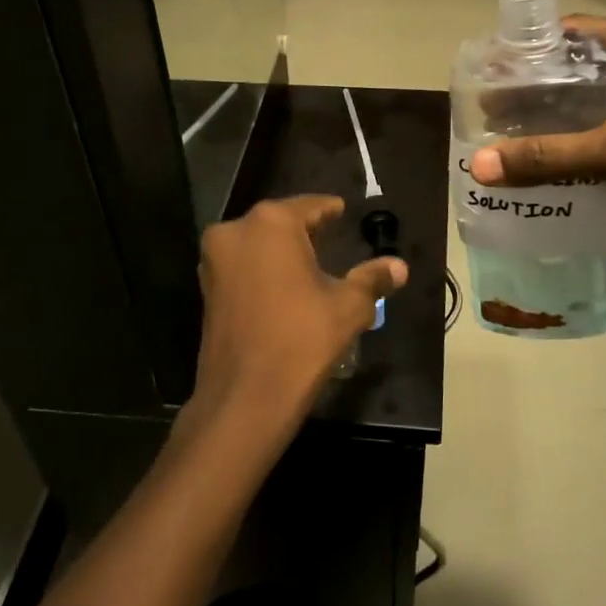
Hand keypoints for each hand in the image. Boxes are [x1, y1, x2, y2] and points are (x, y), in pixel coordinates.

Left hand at [188, 195, 407, 452]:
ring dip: (282, 251)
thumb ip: (372, 279)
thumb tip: (400, 266)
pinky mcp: (206, 288)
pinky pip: (242, 266)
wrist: (245, 398)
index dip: (331, 211)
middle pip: (280, 222)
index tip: (343, 212)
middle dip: (306, 231)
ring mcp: (215, 260)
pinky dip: (263, 270)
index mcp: (271, 223)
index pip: (310, 206)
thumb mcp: (348, 307)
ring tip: (312, 264)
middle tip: (332, 238)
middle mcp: (236, 231)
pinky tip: (285, 288)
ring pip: (258, 244)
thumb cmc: (302, 341)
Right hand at [469, 18, 605, 247]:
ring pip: (591, 99)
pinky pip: (605, 124)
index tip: (491, 72)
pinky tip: (544, 157)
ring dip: (554, 116)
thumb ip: (548, 157)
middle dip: (536, 88)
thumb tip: (481, 167)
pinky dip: (576, 137)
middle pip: (579, 67)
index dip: (531, 51)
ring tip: (507, 132)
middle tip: (491, 109)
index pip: (574, 33)